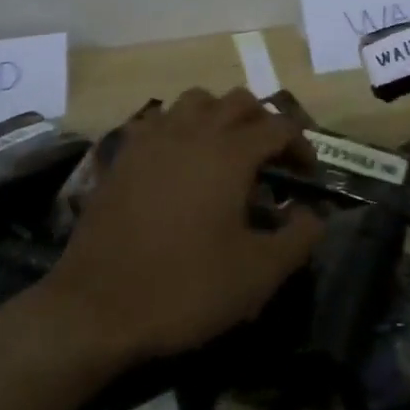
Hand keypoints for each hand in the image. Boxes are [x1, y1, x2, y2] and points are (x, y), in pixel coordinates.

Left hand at [38, 88, 324, 361]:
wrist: (96, 308)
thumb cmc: (184, 288)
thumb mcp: (257, 274)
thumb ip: (299, 238)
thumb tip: (313, 213)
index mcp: (230, 153)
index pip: (279, 127)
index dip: (301, 146)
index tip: (307, 176)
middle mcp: (194, 132)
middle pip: (239, 101)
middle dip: (264, 122)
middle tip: (272, 160)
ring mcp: (154, 139)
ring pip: (196, 100)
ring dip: (220, 115)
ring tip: (226, 151)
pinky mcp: (124, 156)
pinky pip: (159, 120)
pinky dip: (179, 128)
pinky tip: (180, 160)